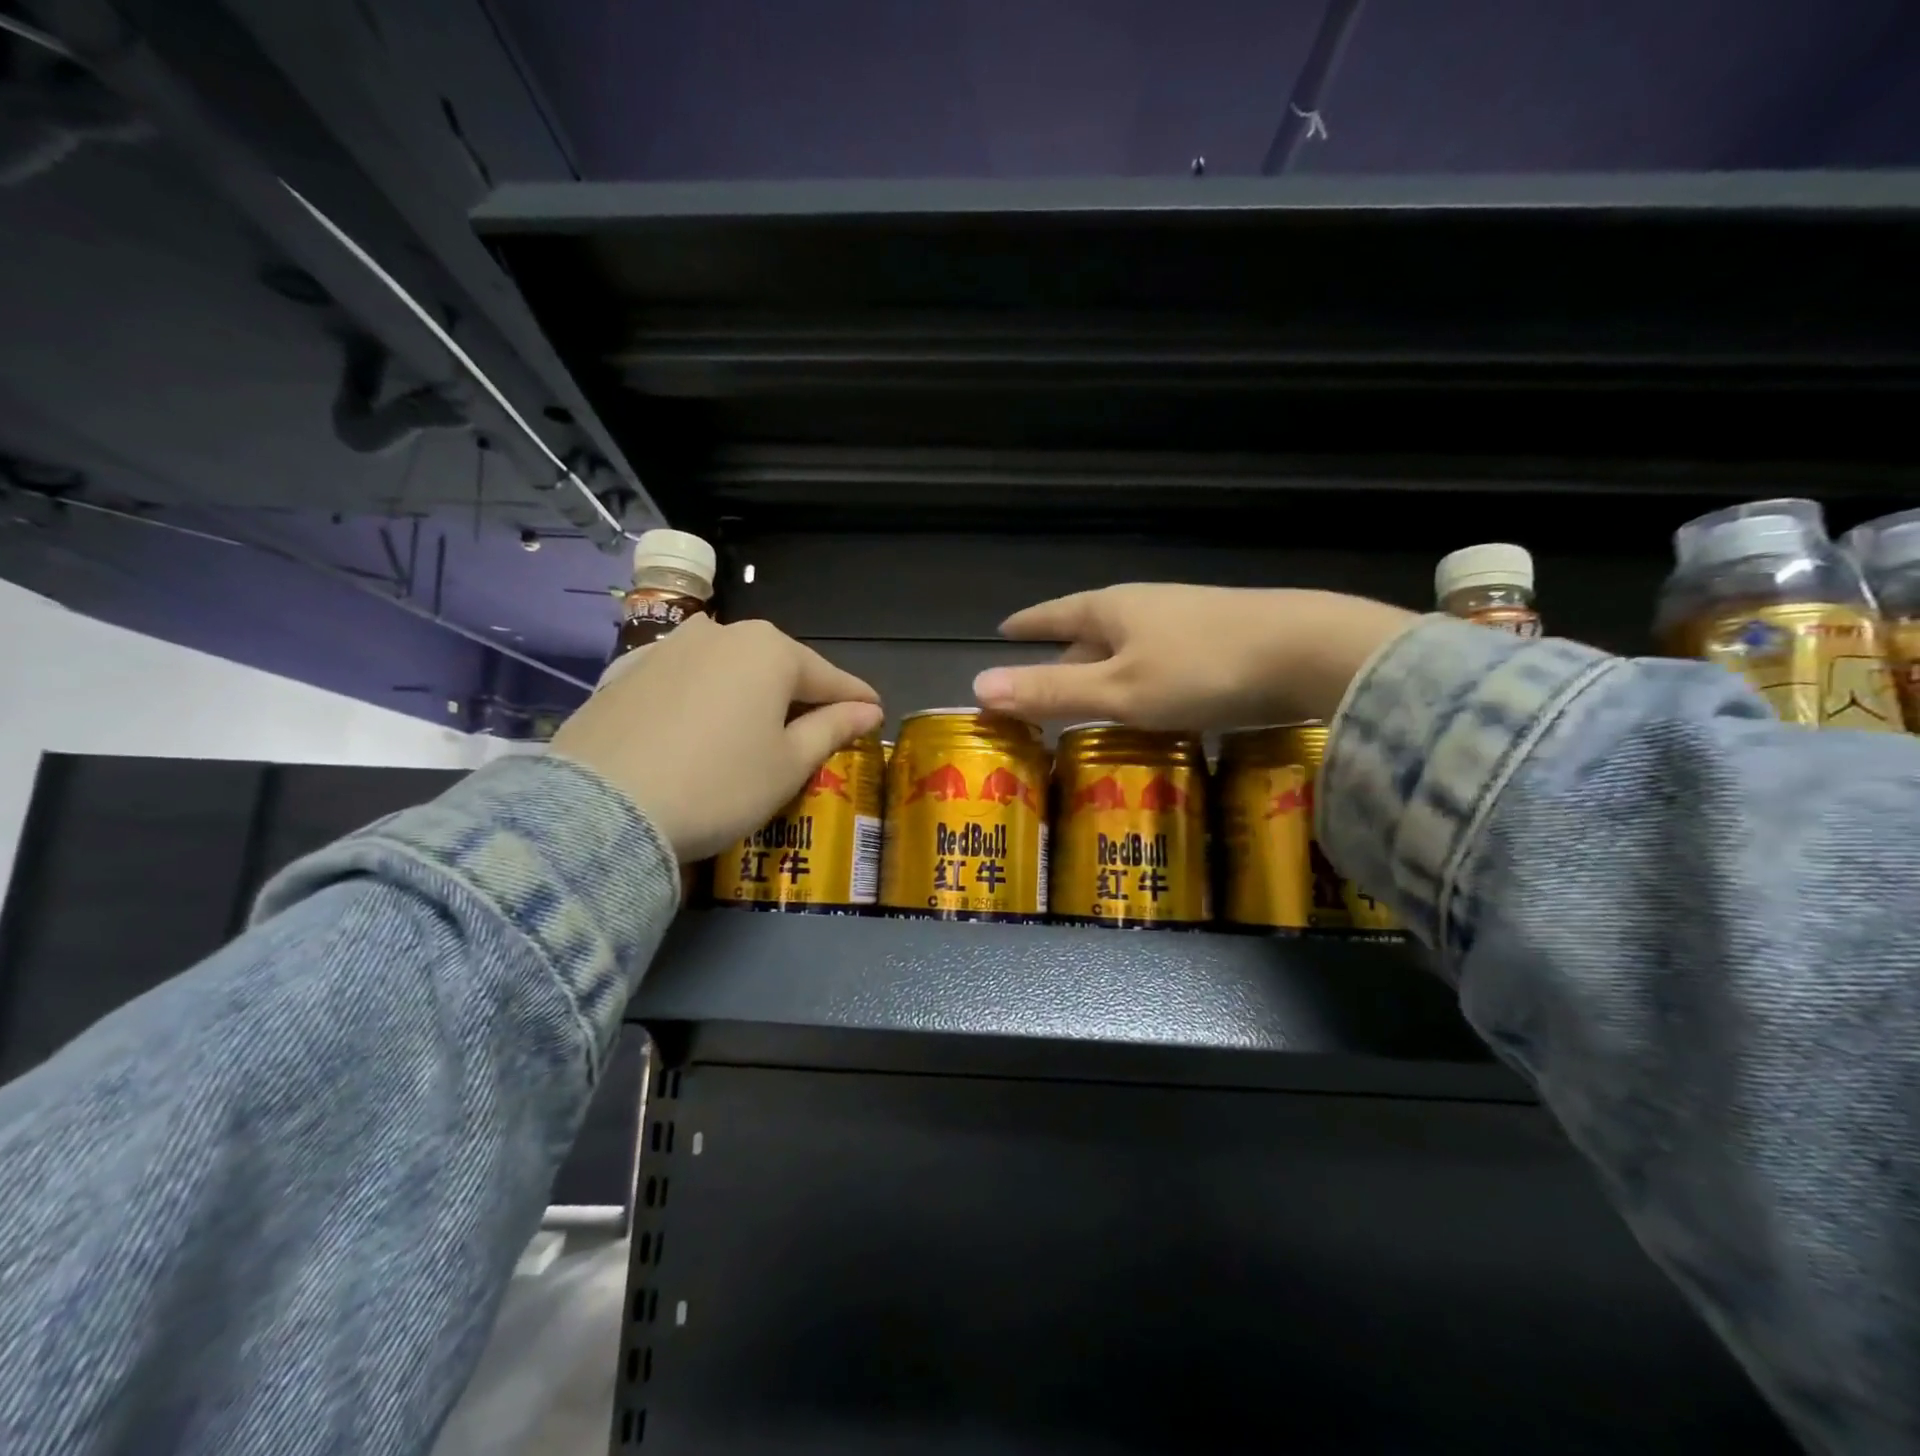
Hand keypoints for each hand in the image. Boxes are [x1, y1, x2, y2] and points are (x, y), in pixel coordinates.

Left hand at [552, 615, 882, 860]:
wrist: (603, 808)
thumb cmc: (720, 785)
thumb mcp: (788, 764)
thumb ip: (831, 729)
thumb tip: (866, 710)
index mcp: (769, 650)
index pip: (828, 677)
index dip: (855, 698)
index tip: (875, 711)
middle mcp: (720, 633)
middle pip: (777, 665)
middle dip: (801, 693)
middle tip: (819, 724)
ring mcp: (669, 648)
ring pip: (729, 668)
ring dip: (752, 692)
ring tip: (760, 724)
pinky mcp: (628, 672)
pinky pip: (687, 680)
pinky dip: (707, 698)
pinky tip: (704, 724)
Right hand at [971, 585, 1417, 729]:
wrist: (1311, 652)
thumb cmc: (1201, 670)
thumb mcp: (1118, 691)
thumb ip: (1052, 691)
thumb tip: (979, 687)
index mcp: (1114, 610)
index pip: (1057, 614)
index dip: (1029, 625)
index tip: (1004, 630)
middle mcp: (1148, 607)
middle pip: (1093, 633)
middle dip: (1066, 658)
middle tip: (1042, 689)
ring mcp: (1190, 622)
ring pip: (1132, 650)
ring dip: (1107, 673)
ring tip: (1092, 704)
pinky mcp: (1224, 643)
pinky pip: (1164, 663)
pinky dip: (1144, 683)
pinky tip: (1153, 706)